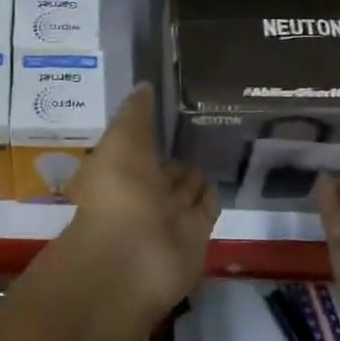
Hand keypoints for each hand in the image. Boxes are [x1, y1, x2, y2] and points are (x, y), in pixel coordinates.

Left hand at [63, 85, 219, 317]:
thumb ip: (136, 113)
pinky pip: (205, 209)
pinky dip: (211, 195)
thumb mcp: (122, 140)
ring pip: (185, 188)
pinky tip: (221, 175)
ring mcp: (169, 216)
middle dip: (175, 153)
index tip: (170, 108)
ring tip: (214, 145)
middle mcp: (142, 192)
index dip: (149, 130)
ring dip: (194, 173)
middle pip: (162, 169)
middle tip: (199, 127)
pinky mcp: (195, 235)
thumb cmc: (119, 191)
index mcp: (118, 169)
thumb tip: (145, 84)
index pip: (138, 146)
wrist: (135, 256)